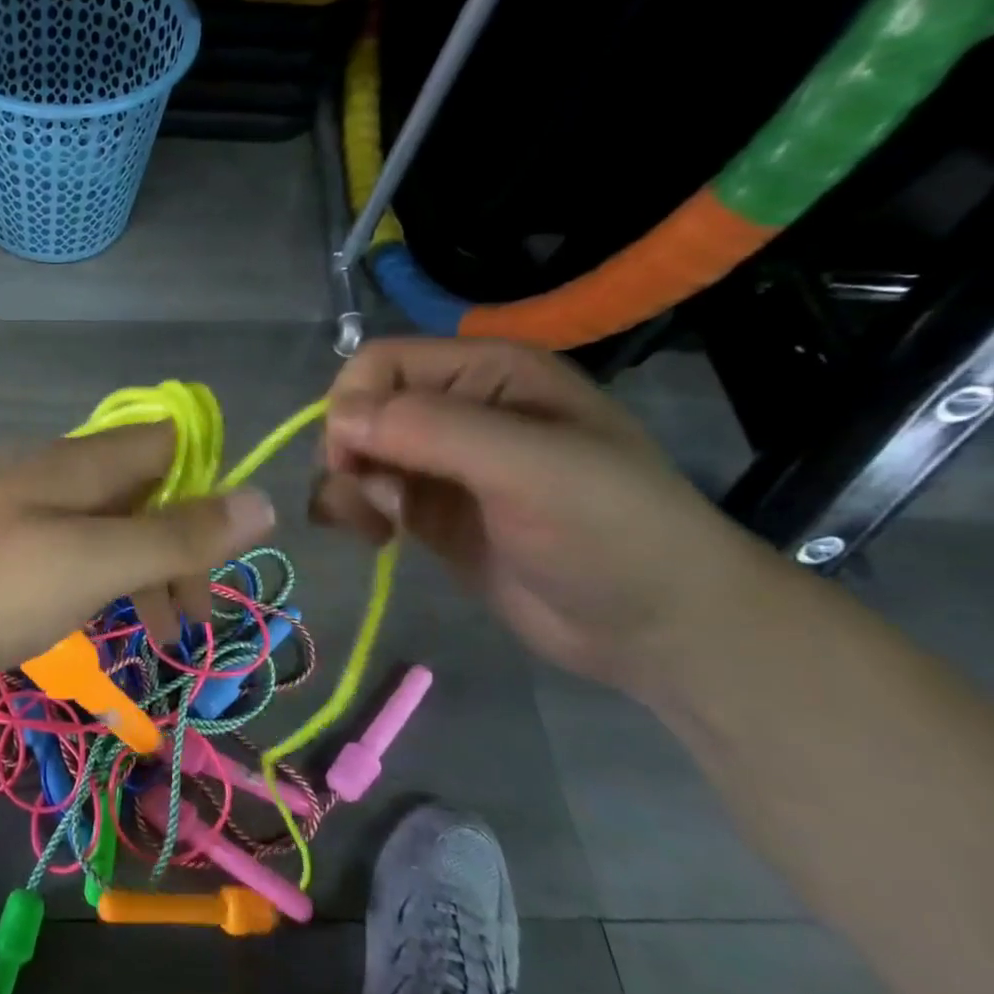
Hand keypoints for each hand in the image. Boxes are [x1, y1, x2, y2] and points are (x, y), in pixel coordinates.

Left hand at [0, 423, 276, 686]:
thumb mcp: (95, 560)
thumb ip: (177, 535)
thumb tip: (263, 500)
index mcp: (86, 464)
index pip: (172, 442)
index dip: (209, 484)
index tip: (223, 550)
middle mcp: (62, 476)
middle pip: (148, 494)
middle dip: (182, 550)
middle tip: (192, 619)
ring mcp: (31, 513)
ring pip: (113, 531)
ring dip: (146, 577)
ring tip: (159, 639)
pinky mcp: (7, 550)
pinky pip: (76, 556)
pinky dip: (103, 586)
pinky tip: (103, 625)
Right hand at [311, 337, 781, 690]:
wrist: (658, 630)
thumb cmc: (609, 533)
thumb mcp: (529, 469)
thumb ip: (432, 431)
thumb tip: (336, 419)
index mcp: (486, 373)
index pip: (379, 363)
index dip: (352, 406)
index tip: (353, 462)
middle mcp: (457, 408)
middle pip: (358, 409)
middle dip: (347, 454)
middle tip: (375, 505)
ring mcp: (440, 463)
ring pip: (354, 453)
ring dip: (345, 487)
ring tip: (375, 529)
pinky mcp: (428, 510)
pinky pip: (364, 493)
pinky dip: (351, 510)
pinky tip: (374, 538)